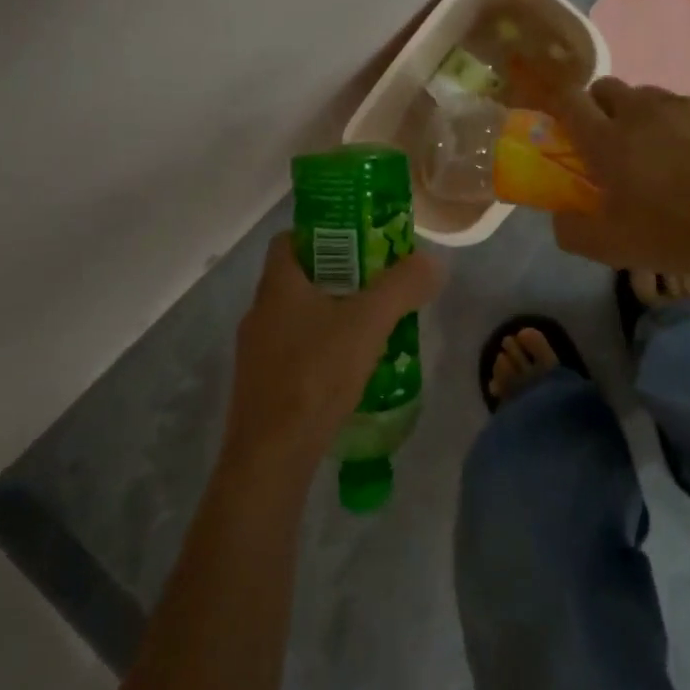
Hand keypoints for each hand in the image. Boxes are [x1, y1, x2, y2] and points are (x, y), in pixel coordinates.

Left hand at [223, 235, 442, 483]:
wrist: (271, 456)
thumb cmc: (316, 374)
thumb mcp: (368, 323)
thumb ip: (402, 287)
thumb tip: (433, 261)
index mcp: (277, 286)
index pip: (290, 239)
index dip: (323, 234)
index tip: (359, 243)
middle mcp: (259, 312)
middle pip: (298, 279)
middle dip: (338, 277)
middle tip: (377, 286)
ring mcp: (255, 352)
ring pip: (297, 318)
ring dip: (331, 316)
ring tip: (370, 328)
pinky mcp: (261, 386)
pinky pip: (294, 352)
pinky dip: (321, 350)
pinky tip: (349, 369)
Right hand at [530, 77, 689, 271]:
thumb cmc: (678, 230)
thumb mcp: (613, 248)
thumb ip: (572, 232)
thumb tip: (559, 217)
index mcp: (607, 139)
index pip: (568, 102)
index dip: (559, 105)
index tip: (561, 122)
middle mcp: (640, 111)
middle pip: (606, 88)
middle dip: (600, 107)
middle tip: (611, 141)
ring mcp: (682, 105)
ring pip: (649, 96)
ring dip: (643, 116)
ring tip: (662, 151)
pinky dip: (686, 125)